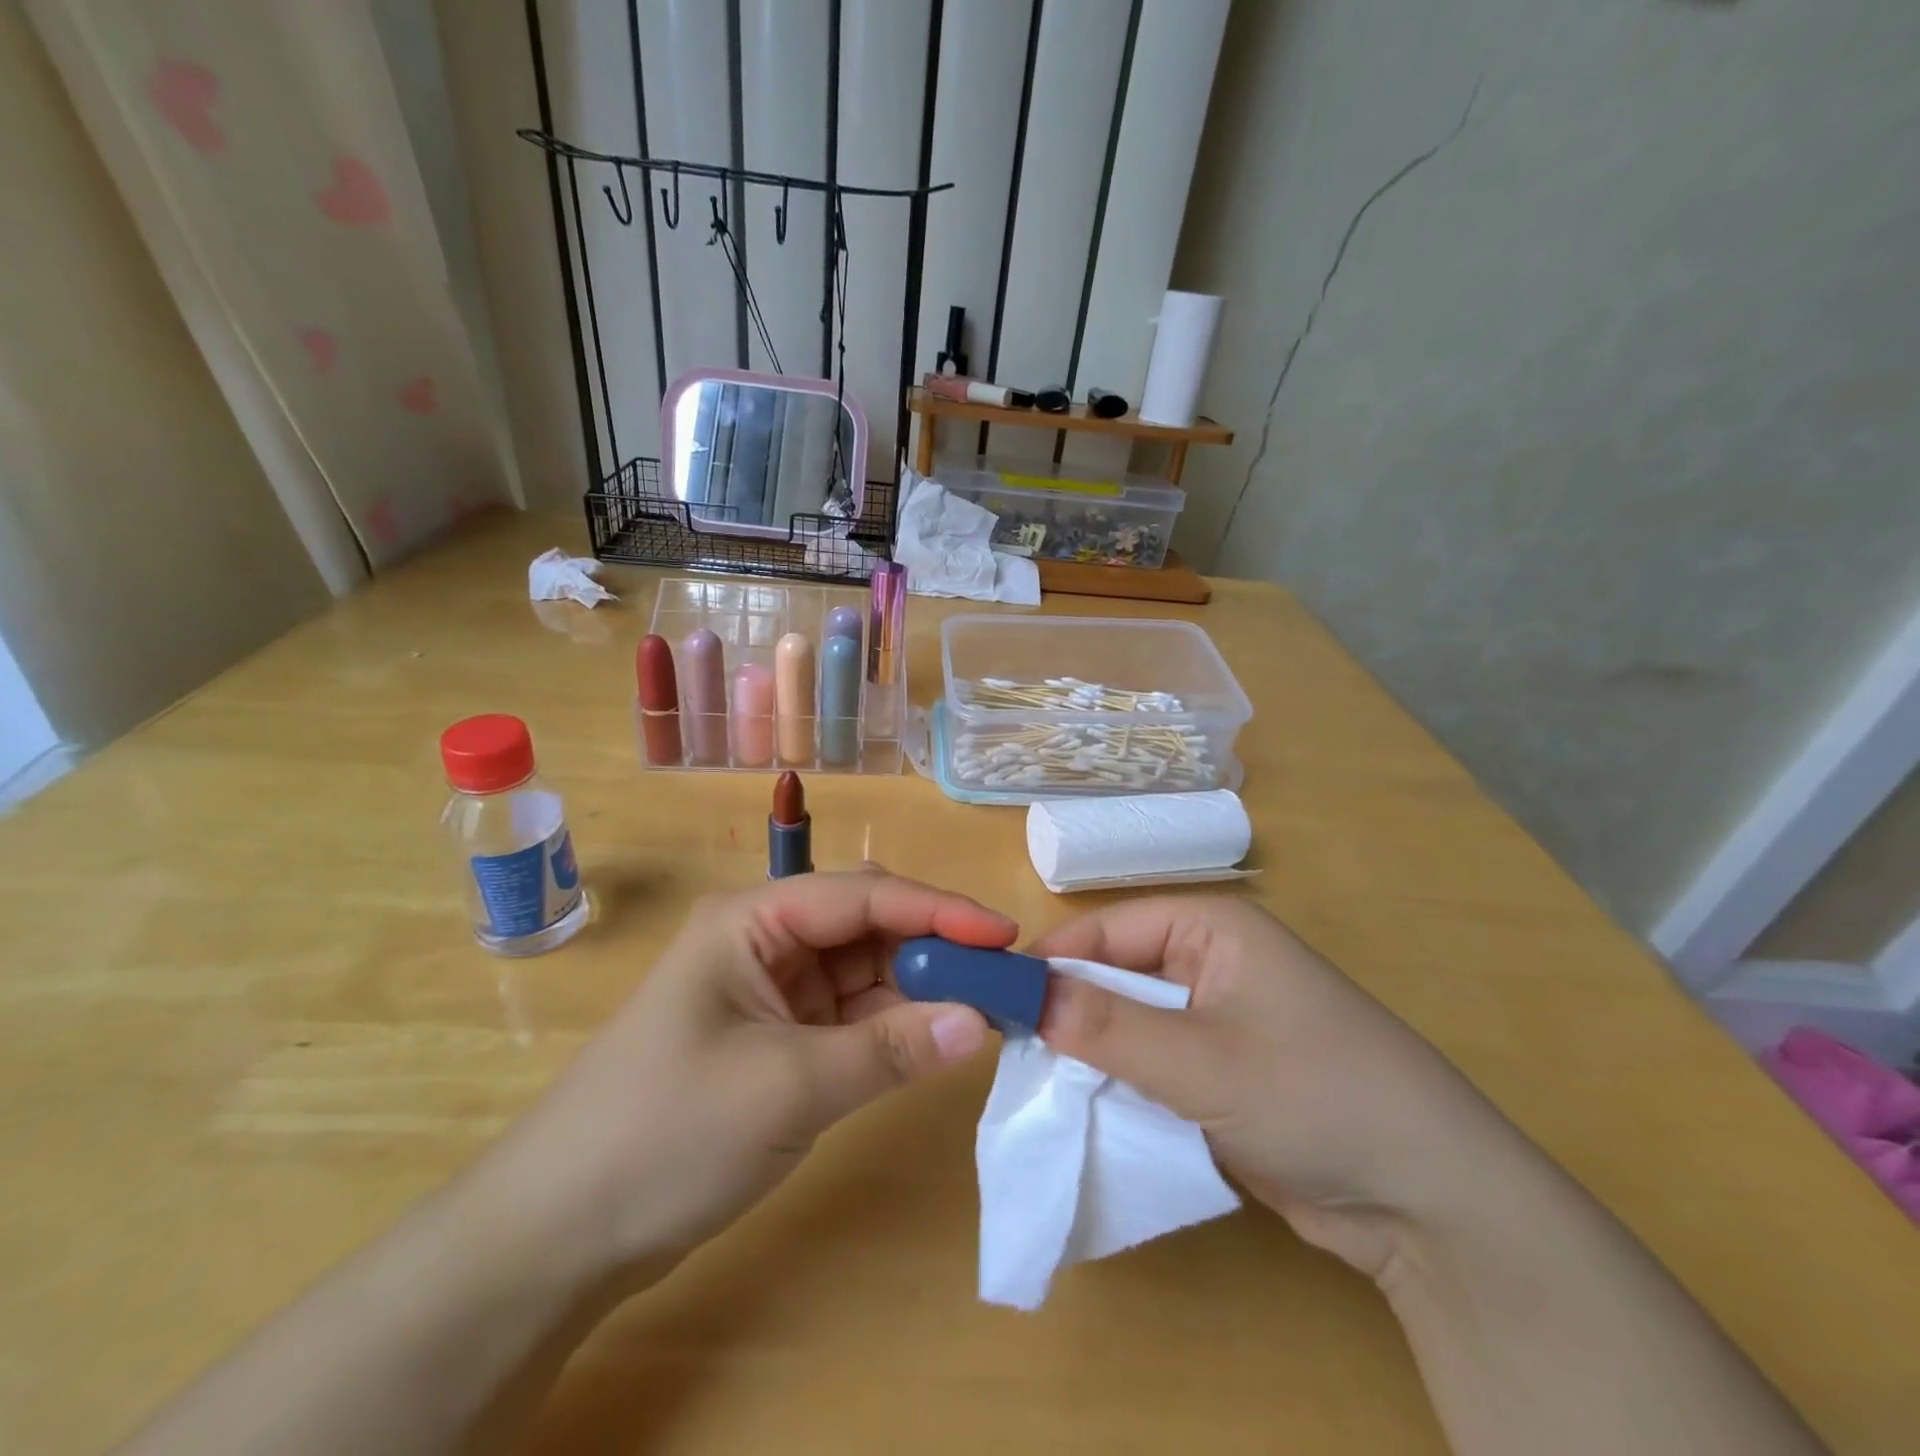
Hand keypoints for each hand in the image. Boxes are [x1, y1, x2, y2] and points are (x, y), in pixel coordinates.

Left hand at [484, 871, 1014, 1280]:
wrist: (558, 1234)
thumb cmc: (666, 1133)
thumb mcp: (788, 1086)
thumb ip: (891, 1050)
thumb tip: (980, 1022)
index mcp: (754, 920)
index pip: (863, 895)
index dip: (938, 909)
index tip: (1004, 934)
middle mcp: (766, 941)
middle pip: (868, 926)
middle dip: (935, 946)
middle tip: (1003, 976)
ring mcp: (773, 992)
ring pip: (866, 972)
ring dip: (921, 988)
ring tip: (986, 1008)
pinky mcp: (779, 1039)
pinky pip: (852, 1017)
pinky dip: (895, 1026)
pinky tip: (938, 1038)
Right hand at [1032, 896, 1530, 1279]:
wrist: (1430, 1201)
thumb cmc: (1314, 1096)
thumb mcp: (1200, 1061)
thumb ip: (1106, 1028)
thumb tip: (1021, 997)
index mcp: (1211, 928)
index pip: (1108, 929)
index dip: (1052, 962)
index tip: (997, 1002)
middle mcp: (1212, 962)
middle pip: (1116, 974)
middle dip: (1068, 1010)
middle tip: (1010, 1051)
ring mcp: (1219, 1018)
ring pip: (1131, 1022)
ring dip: (1092, 1051)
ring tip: (1036, 1083)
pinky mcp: (1224, 1070)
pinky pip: (1154, 1063)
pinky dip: (1122, 1082)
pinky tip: (1086, 1108)